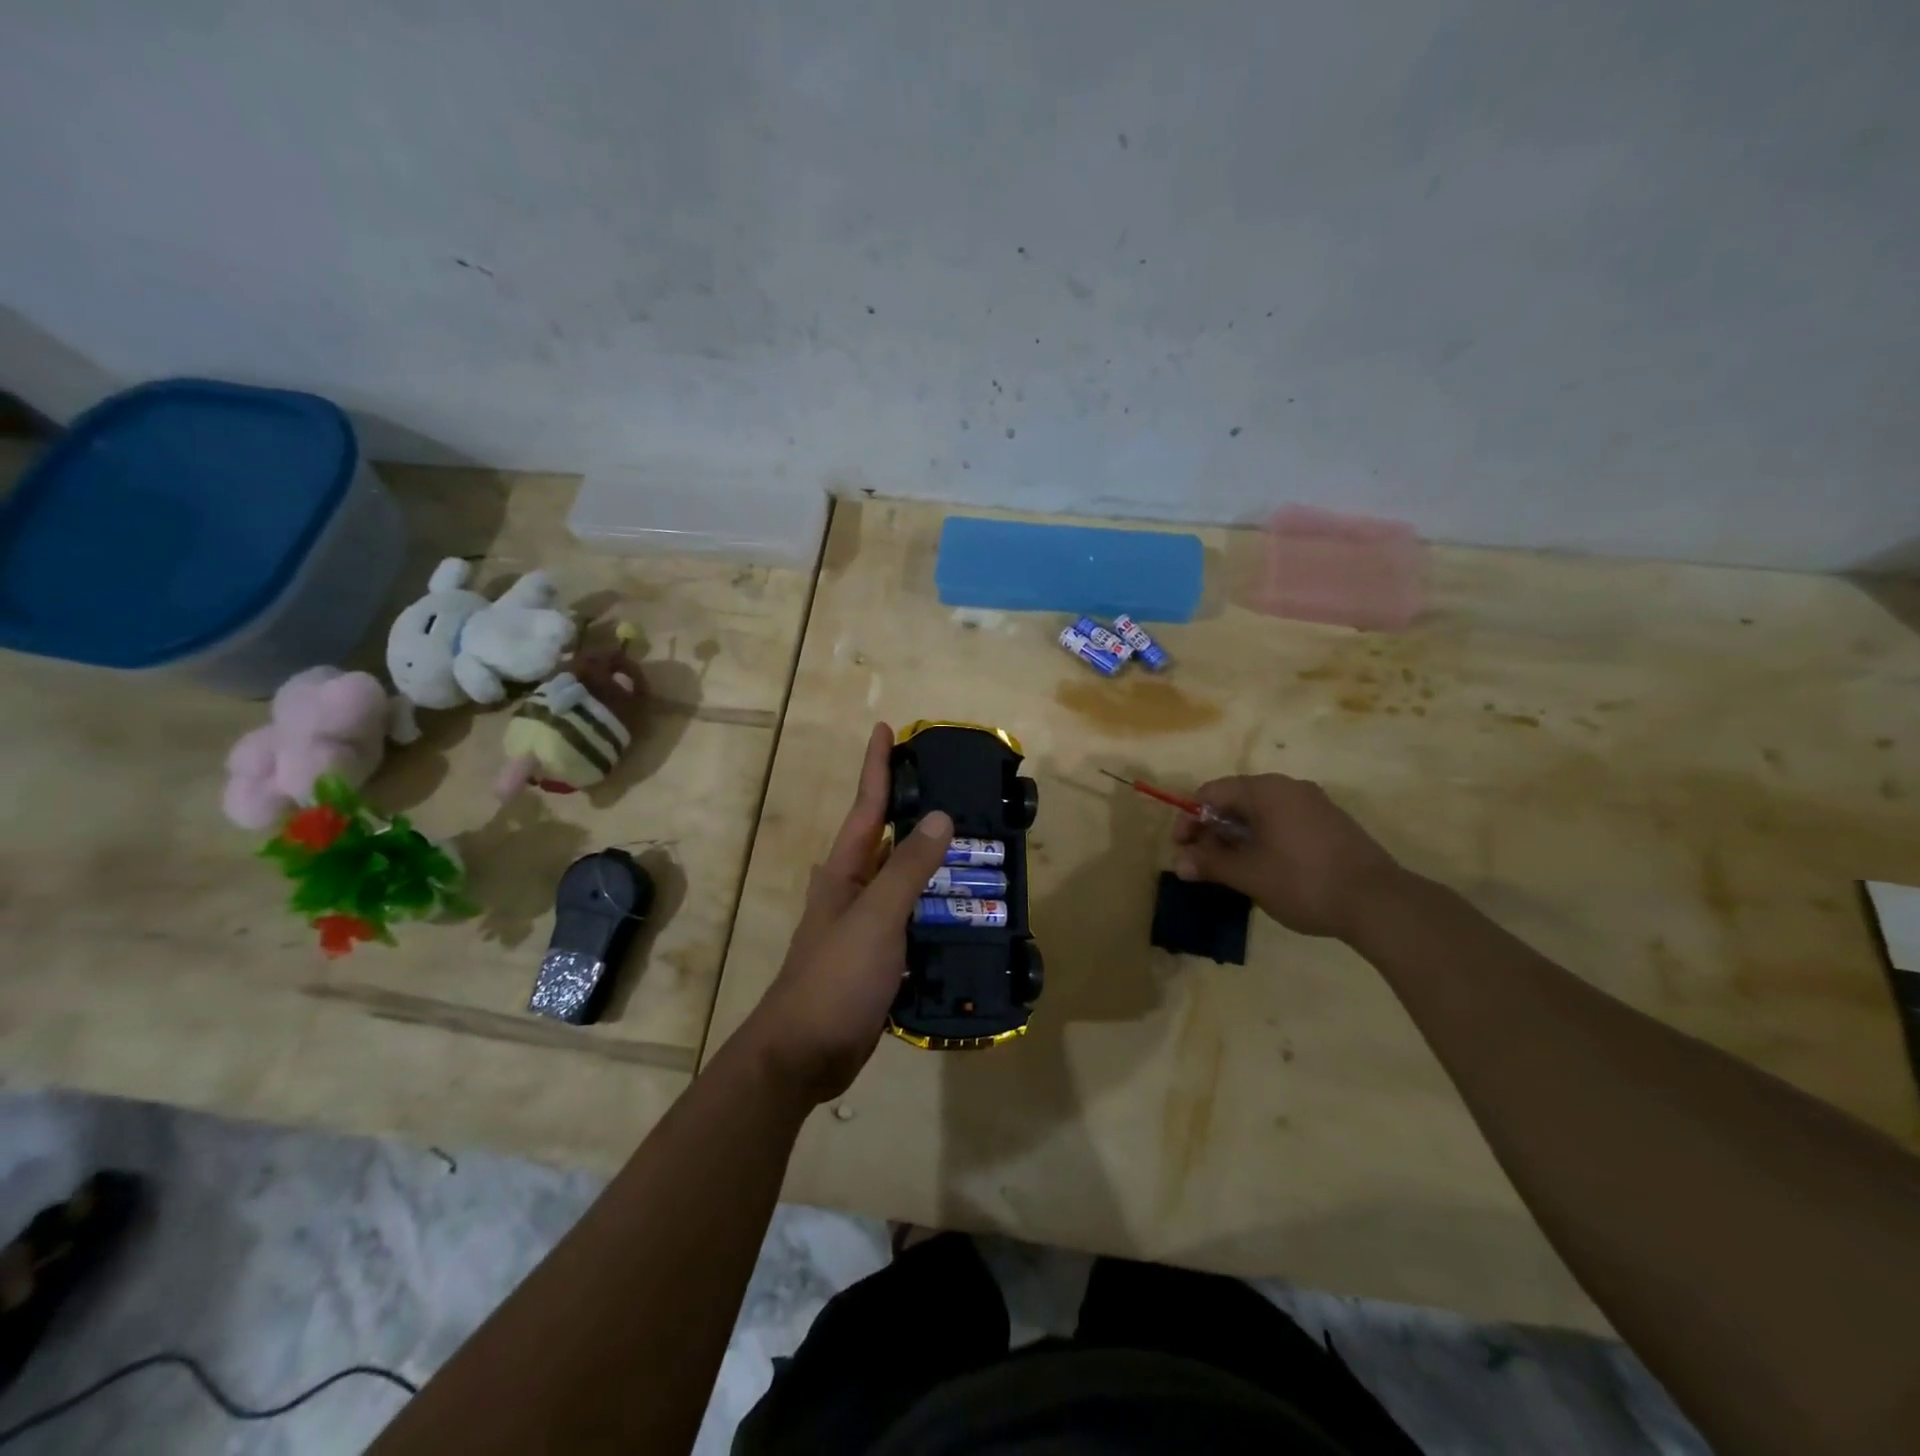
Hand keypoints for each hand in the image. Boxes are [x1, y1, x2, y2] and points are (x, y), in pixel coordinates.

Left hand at [740, 724, 953, 1103]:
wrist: (803, 1055)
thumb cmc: (834, 978)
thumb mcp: (875, 918)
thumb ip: (907, 868)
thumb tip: (940, 817)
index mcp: (845, 871)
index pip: (866, 805)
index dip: (877, 765)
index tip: (887, 728)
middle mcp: (855, 890)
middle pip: (891, 840)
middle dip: (920, 812)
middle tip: (963, 791)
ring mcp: (868, 925)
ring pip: (908, 883)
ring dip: (939, 866)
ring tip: (982, 849)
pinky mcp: (882, 958)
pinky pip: (917, 922)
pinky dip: (941, 910)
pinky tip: (971, 911)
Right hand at [1172, 773, 1404, 939]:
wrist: (1379, 903)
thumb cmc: (1303, 881)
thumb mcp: (1248, 875)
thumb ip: (1210, 864)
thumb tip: (1179, 864)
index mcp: (1266, 790)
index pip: (1212, 792)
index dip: (1189, 818)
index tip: (1181, 849)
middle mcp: (1289, 788)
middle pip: (1236, 800)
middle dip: (1212, 830)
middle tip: (1202, 863)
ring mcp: (1314, 805)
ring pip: (1261, 813)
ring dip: (1237, 837)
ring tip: (1230, 870)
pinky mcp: (1331, 824)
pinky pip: (1284, 823)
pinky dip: (1264, 840)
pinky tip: (1264, 869)